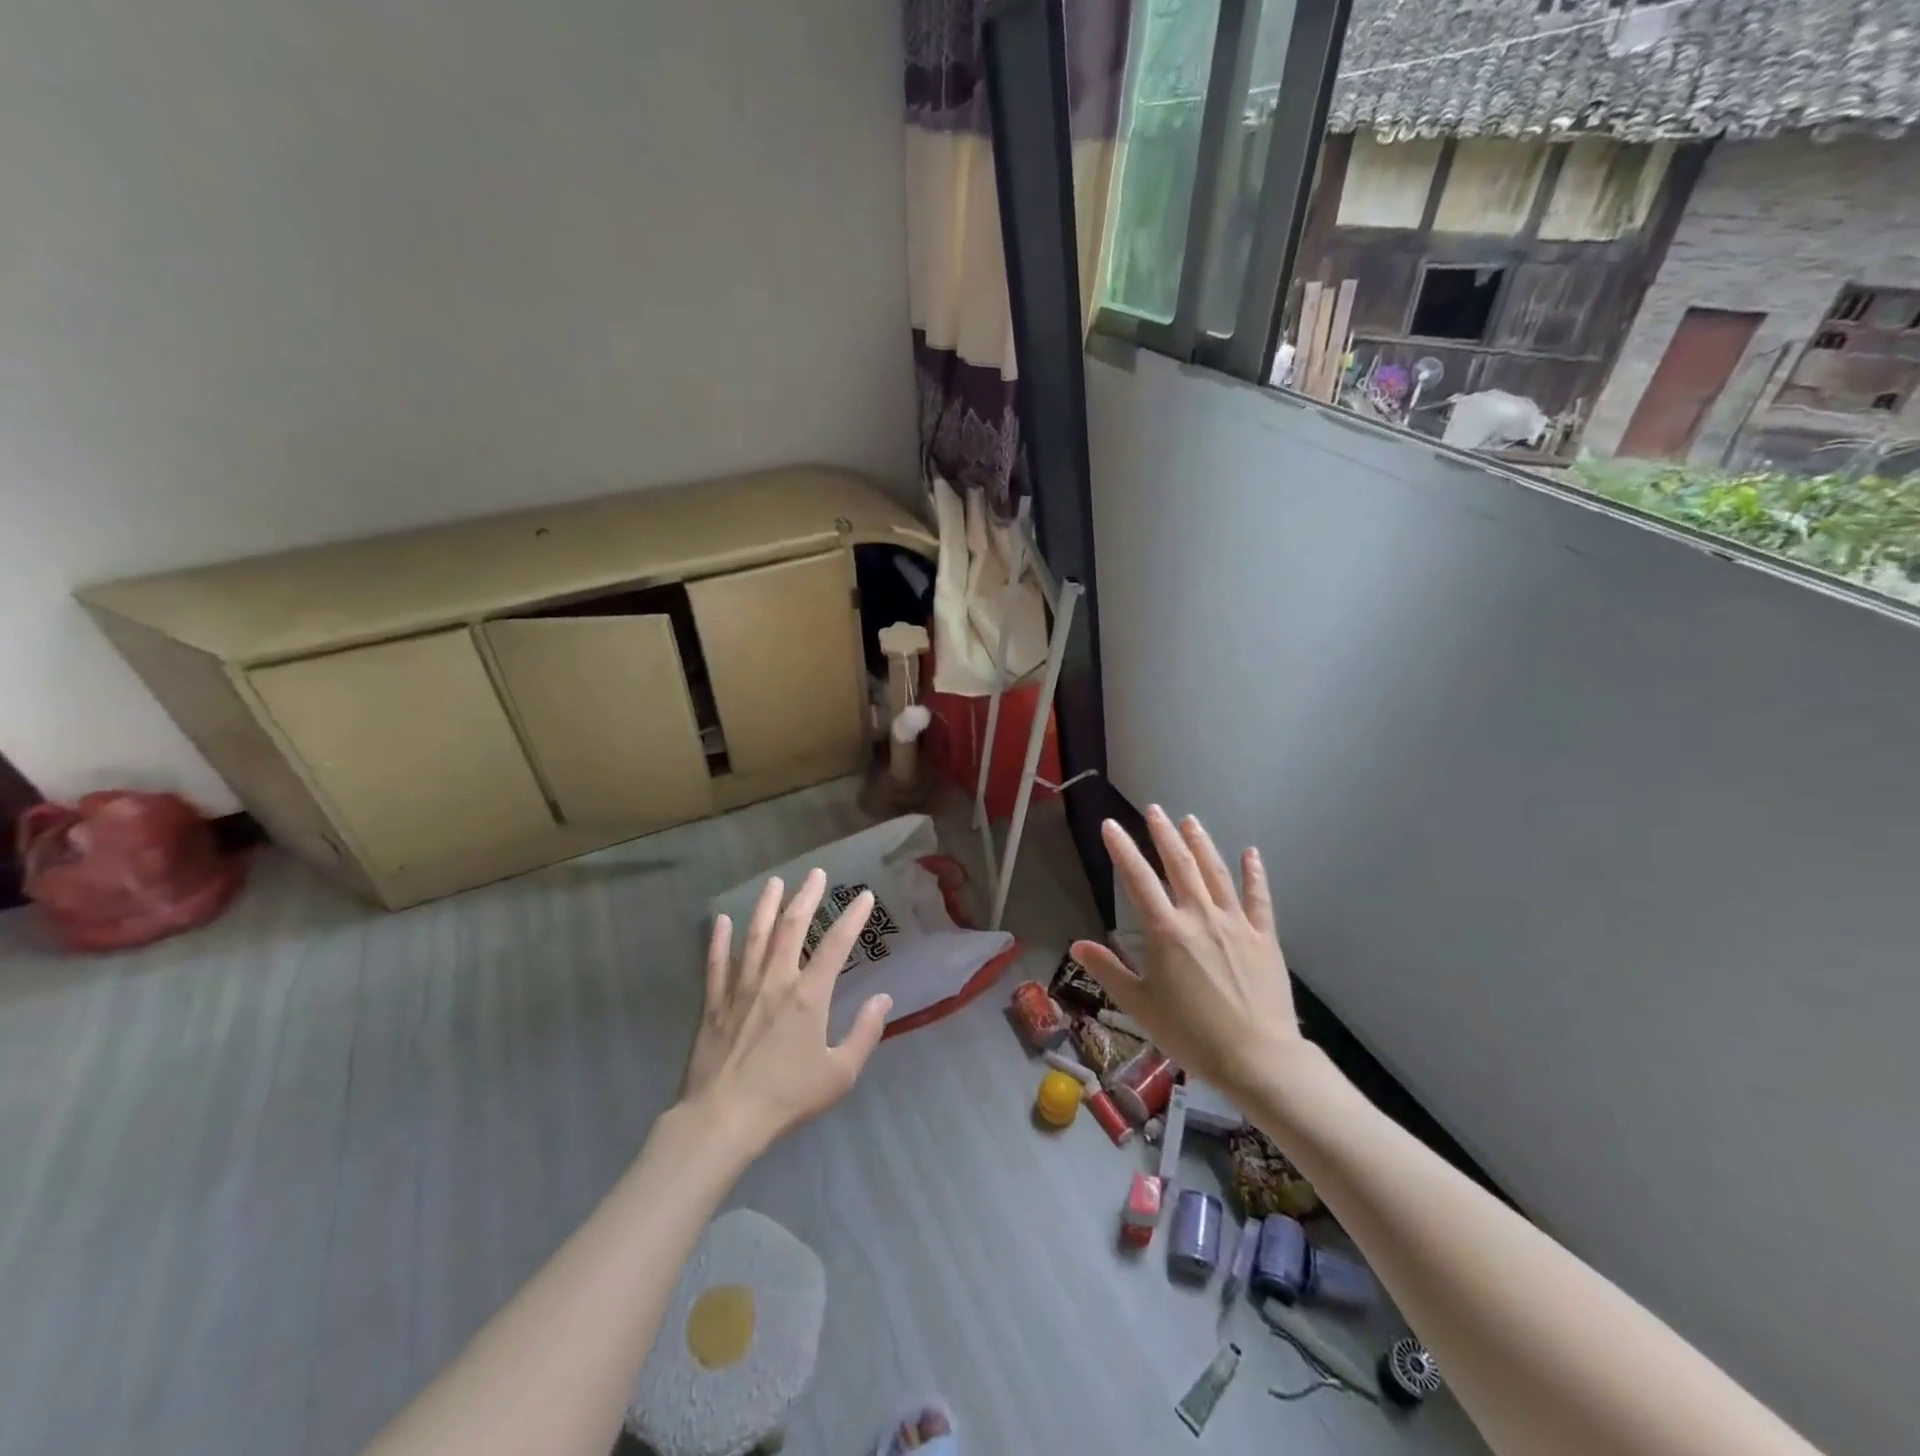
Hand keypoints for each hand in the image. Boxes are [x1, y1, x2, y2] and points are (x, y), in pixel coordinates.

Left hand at [680, 868, 891, 1152]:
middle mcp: (776, 981)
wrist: (723, 1120)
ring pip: (755, 936)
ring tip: (775, 882)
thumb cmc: (787, 1098)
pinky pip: (716, 964)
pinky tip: (721, 920)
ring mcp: (741, 989)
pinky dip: (719, 940)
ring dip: (766, 906)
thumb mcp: (839, 1074)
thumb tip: (883, 999)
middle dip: (807, 897)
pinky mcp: (715, 1004)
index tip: (864, 896)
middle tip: (817, 874)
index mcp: (809, 995)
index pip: (836, 945)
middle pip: (792, 928)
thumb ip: (865, 1034)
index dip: (853, 918)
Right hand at [1070, 807, 1303, 1103]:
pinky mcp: (1265, 937)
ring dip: (1201, 843)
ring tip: (1190, 820)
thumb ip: (1108, 970)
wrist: (1258, 1058)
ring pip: (1216, 873)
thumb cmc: (1191, 1034)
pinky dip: (1254, 874)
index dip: (1122, 849)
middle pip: (1179, 865)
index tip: (1110, 825)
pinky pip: (1259, 898)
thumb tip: (1077, 946)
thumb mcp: (1139, 1006)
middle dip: (1164, 834)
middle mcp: (1200, 916)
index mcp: (1166, 931)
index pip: (1138, 879)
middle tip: (1154, 810)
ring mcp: (1236, 923)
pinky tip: (1250, 853)